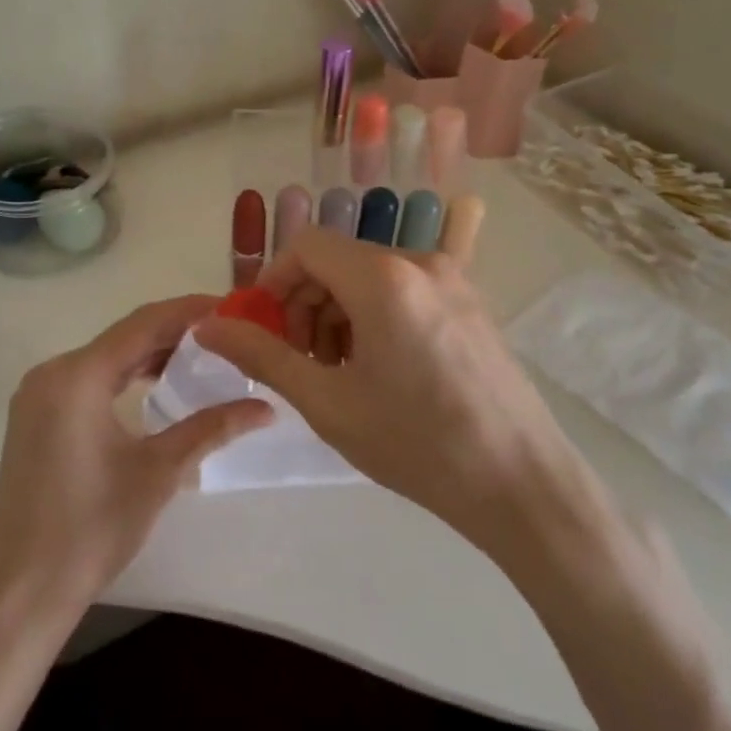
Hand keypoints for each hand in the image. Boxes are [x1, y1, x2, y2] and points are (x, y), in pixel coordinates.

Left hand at [0, 296, 271, 632]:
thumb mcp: (158, 472)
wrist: (21, 590)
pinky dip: (124, 377)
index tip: (231, 307)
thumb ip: (211, 427)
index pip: (143, 324)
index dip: (189, 311)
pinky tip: (157, 386)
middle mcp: (52, 373)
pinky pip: (88, 380)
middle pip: (123, 337)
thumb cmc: (91, 528)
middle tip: (225, 335)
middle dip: (174, 332)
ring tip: (201, 357)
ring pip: (105, 358)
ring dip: (150, 354)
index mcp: (77, 376)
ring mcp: (38, 395)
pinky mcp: (36, 417)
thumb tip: (266, 407)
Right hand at [194, 230, 608, 566]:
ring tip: (339, 373)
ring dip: (338, 314)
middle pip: (339, 261)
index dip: (273, 282)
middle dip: (305, 303)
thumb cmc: (417, 444)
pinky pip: (404, 292)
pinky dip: (374, 318)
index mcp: (383, 278)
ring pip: (371, 277)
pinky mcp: (471, 305)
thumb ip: (262, 356)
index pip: (307, 246)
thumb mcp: (327, 403)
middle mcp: (421, 263)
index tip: (263, 331)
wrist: (522, 485)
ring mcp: (453, 282)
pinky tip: (380, 371)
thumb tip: (208, 326)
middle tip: (300, 361)